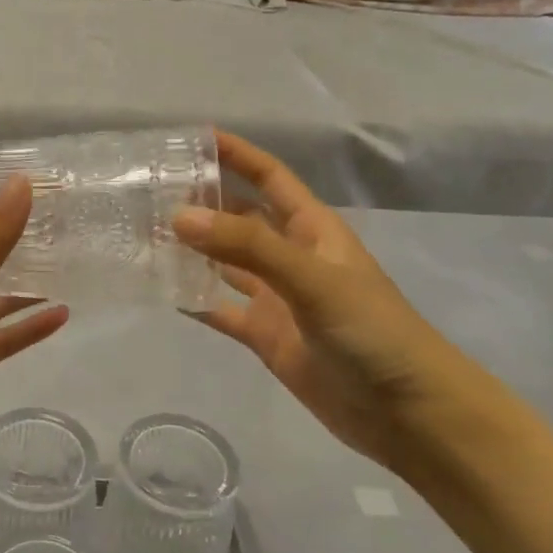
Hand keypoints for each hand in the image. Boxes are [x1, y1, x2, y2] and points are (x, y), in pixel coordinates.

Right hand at [173, 130, 484, 469]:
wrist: (408, 414)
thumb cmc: (372, 331)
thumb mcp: (312, 279)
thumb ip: (248, 246)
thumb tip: (180, 216)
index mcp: (312, 229)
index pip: (270, 177)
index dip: (237, 155)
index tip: (193, 137)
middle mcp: (291, 256)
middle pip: (241, 217)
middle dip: (203, 201)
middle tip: (150, 190)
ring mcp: (277, 298)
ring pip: (226, 262)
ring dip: (193, 248)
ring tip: (145, 233)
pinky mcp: (266, 336)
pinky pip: (221, 309)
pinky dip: (194, 300)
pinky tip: (161, 289)